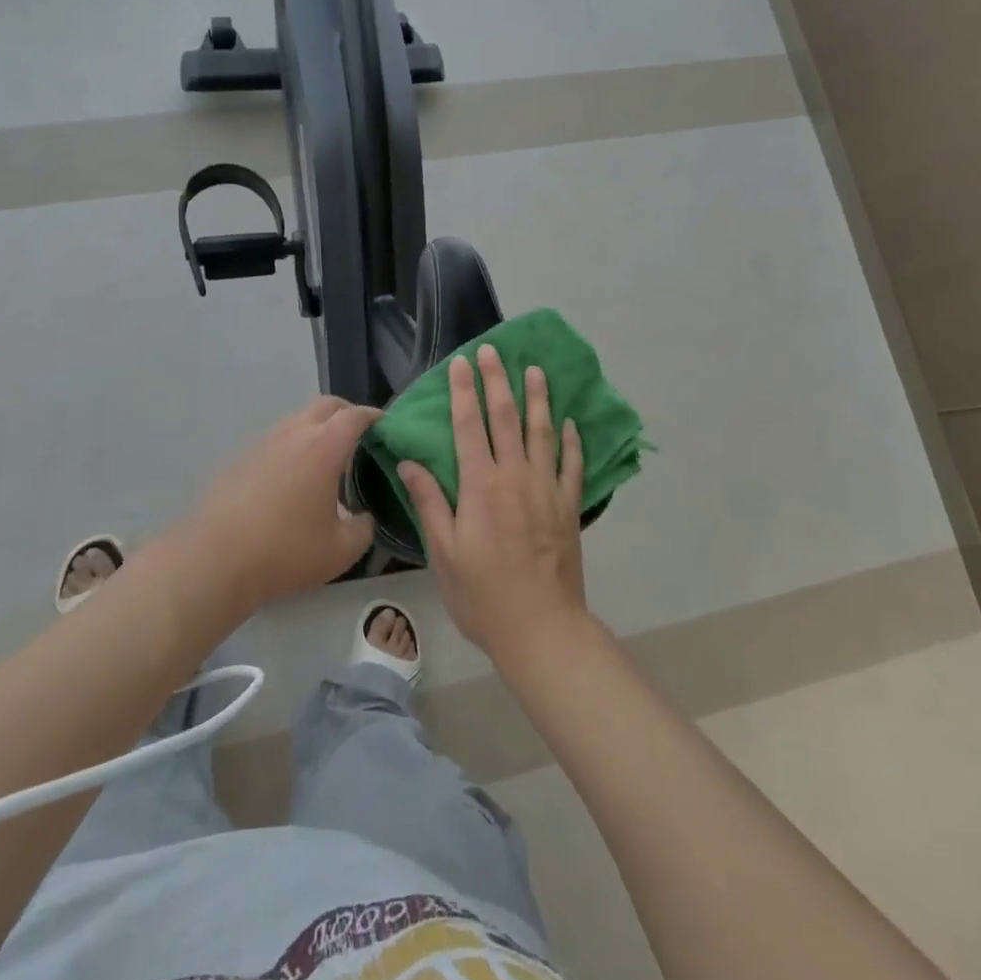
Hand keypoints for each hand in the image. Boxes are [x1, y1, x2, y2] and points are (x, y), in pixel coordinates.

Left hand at [185, 396, 378, 608]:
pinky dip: (292, 447)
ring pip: (297, 420)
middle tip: (360, 438)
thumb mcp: (341, 551)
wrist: (213, 560)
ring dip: (317, 429)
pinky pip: (275, 440)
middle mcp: (294, 433)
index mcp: (324, 447)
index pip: (355, 415)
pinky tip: (292, 480)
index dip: (374, 417)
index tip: (385, 427)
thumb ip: (364, 528)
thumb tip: (364, 518)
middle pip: (326, 406)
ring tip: (326, 461)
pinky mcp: (240, 458)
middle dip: (347, 414)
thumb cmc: (285, 551)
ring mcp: (263, 442)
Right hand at [401, 345, 589, 665]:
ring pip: (542, 432)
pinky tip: (568, 422)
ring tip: (536, 370)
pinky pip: (571, 464)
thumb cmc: (482, 594)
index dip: (464, 392)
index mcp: (481, 486)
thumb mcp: (444, 552)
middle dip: (498, 381)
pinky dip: (570, 440)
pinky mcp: (569, 506)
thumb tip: (409, 461)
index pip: (469, 426)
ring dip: (538, 398)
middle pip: (506, 418)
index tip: (461, 363)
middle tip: (494, 351)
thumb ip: (429, 502)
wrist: (540, 628)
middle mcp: (515, 477)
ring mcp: (547, 489)